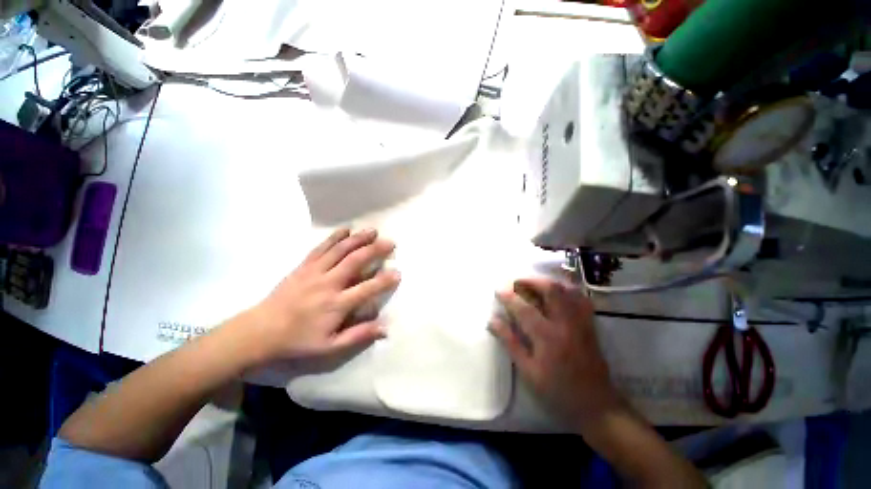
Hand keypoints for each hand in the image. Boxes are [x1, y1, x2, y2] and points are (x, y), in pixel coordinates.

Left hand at [240, 228, 399, 368]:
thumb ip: (358, 335)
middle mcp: (328, 283)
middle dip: (375, 250)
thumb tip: (385, 328)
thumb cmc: (298, 340)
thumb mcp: (330, 347)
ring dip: (358, 239)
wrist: (260, 331)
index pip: (367, 289)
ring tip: (373, 231)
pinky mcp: (304, 266)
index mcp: (336, 304)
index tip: (398, 272)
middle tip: (390, 243)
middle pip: (355, 261)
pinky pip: (321, 247)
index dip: (384, 280)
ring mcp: (314, 272)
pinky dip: (335, 237)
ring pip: (340, 250)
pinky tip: (346, 229)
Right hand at [491, 278, 621, 427]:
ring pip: (567, 289)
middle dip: (531, 280)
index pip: (524, 308)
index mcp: (548, 337)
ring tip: (533, 283)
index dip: (509, 296)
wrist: (596, 404)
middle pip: (551, 289)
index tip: (498, 290)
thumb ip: (510, 342)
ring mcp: (581, 322)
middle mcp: (566, 324)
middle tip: (516, 282)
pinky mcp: (590, 324)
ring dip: (548, 282)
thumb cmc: (558, 390)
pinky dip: (566, 289)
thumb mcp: (528, 371)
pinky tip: (557, 292)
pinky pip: (580, 298)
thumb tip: (492, 320)